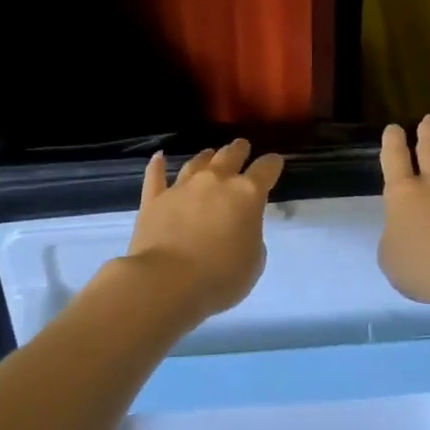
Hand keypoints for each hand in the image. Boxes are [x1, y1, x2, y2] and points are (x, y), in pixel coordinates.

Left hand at [124, 139, 284, 318]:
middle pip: (230, 155)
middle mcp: (215, 181)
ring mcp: (182, 187)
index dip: (273, 164)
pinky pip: (156, 176)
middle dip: (239, 150)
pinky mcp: (154, 199)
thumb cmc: (220, 277)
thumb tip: (239, 228)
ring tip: (210, 153)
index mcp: (247, 195)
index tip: (275, 162)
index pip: (266, 169)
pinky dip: (157, 165)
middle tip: (242, 147)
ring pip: (197, 162)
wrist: (166, 282)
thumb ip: (251, 237)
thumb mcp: (254, 262)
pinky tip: (159, 157)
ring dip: (207, 157)